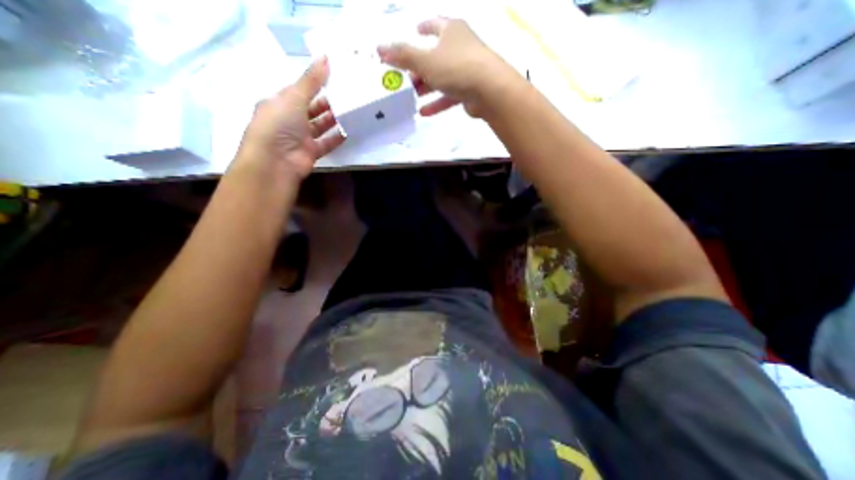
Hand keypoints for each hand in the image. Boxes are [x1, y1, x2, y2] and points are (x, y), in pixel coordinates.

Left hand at [233, 56, 342, 180]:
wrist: (276, 162)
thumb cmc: (279, 124)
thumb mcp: (294, 97)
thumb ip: (311, 81)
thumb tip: (326, 58)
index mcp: (279, 103)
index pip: (299, 90)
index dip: (315, 83)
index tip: (334, 77)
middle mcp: (289, 120)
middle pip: (311, 109)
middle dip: (326, 102)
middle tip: (347, 95)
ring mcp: (301, 137)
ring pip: (320, 126)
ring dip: (333, 119)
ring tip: (350, 110)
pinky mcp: (311, 152)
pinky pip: (326, 143)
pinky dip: (336, 137)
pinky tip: (349, 131)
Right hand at [379, 18, 513, 118]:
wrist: (489, 91)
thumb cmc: (456, 67)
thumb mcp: (425, 60)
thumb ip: (403, 56)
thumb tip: (380, 49)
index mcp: (451, 31)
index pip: (434, 24)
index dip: (423, 27)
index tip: (414, 30)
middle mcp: (460, 47)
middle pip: (435, 56)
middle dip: (418, 68)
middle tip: (404, 78)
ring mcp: (467, 70)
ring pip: (442, 78)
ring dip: (426, 88)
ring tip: (411, 97)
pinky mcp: (470, 90)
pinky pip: (449, 95)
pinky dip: (436, 103)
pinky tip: (423, 112)